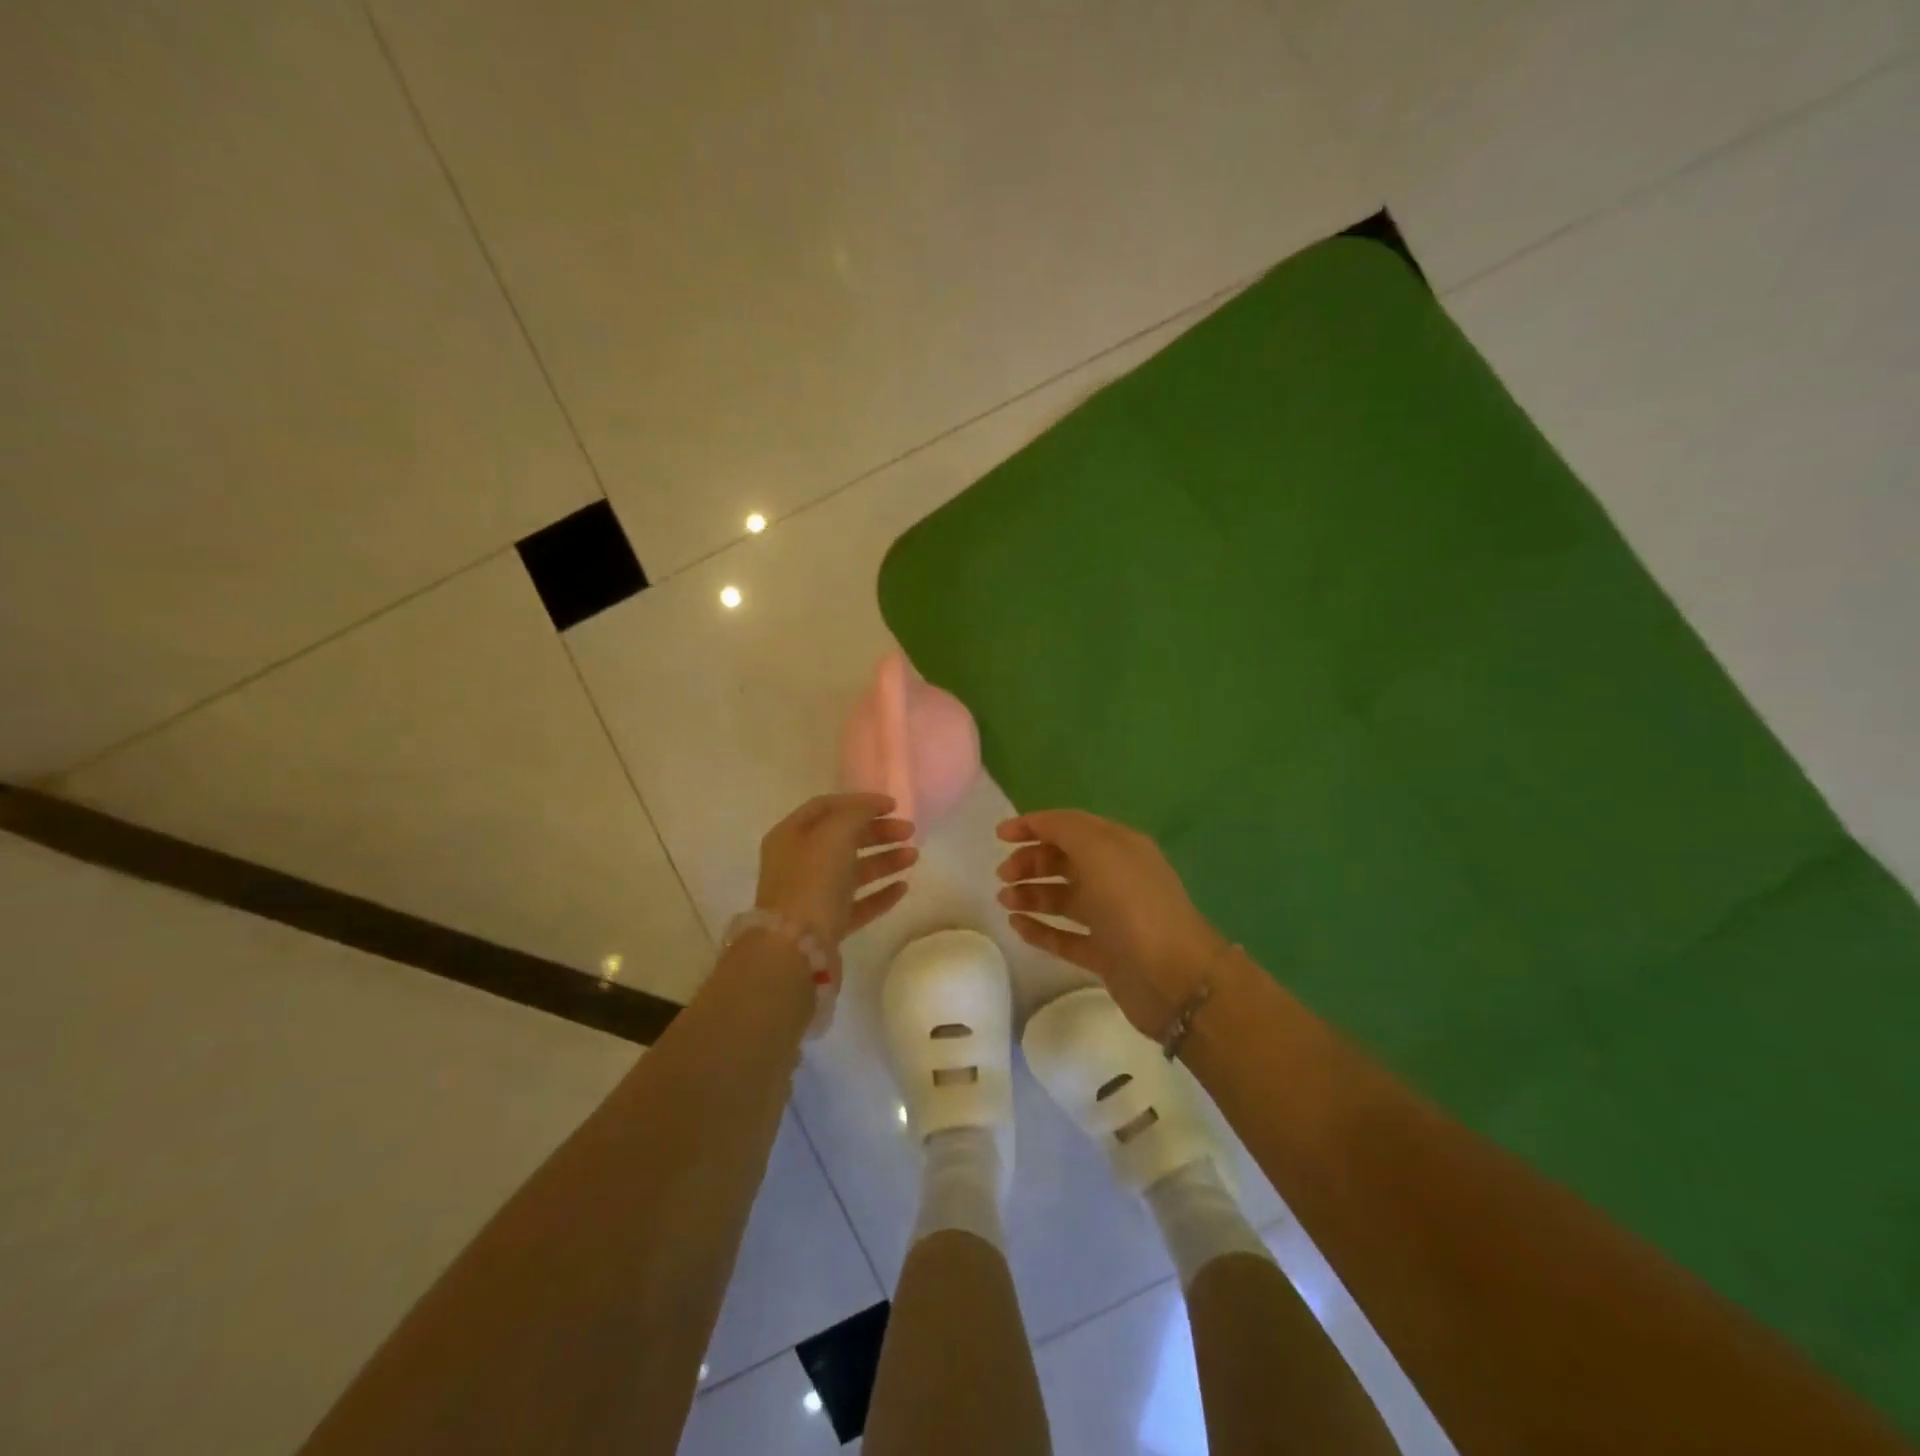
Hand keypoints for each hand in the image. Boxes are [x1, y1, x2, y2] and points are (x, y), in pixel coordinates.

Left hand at [756, 793, 917, 947]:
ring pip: (853, 871)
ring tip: (914, 856)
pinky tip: (903, 887)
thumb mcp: (834, 834)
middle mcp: (799, 862)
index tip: (894, 805)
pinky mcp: (828, 925)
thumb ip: (856, 813)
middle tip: (909, 831)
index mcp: (791, 835)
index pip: (827, 807)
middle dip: (878, 832)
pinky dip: (880, 893)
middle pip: (843, 838)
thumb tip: (872, 806)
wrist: (795, 948)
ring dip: (884, 860)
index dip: (861, 802)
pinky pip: (858, 903)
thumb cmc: (812, 880)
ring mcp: (813, 896)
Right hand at [997, 809, 1230, 1038]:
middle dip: (1031, 862)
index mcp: (1119, 847)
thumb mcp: (1099, 850)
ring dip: (1032, 894)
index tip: (1000, 836)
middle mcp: (1116, 878)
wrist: (1173, 977)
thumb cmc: (1133, 904)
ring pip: (1063, 899)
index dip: (1035, 826)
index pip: (1071, 826)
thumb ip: (1065, 829)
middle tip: (1003, 875)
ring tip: (1004, 900)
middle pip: (1065, 861)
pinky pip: (1065, 937)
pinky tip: (1016, 926)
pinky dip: (1040, 930)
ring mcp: (1111, 918)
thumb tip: (1038, 822)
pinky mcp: (1105, 955)